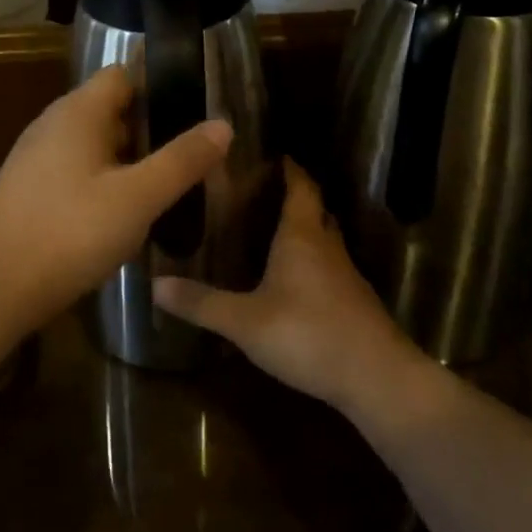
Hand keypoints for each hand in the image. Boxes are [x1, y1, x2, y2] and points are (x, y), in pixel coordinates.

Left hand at [0, 66, 232, 321]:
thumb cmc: (70, 232)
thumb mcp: (138, 197)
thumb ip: (181, 160)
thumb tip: (223, 124)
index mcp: (78, 112)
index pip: (123, 76)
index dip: (159, 87)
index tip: (194, 113)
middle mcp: (53, 124)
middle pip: (110, 110)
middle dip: (150, 130)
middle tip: (189, 158)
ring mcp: (36, 158)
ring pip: (94, 145)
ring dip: (128, 160)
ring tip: (164, 188)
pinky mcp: (28, 190)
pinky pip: (76, 171)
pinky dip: (103, 182)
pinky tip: (122, 215)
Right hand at [153, 160, 425, 411]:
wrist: (377, 378)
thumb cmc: (308, 334)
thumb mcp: (245, 321)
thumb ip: (201, 303)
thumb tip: (154, 285)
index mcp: (302, 236)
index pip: (301, 186)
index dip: (290, 168)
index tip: (272, 153)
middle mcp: (327, 246)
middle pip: (315, 209)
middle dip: (294, 196)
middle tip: (261, 191)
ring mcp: (345, 275)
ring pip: (324, 239)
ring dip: (303, 230)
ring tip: (270, 230)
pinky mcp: (354, 302)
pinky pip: (329, 267)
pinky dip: (311, 262)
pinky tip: (291, 281)